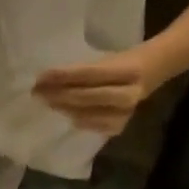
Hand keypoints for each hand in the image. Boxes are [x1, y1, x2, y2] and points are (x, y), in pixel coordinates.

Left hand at [31, 47, 159, 135]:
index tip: (41, 76)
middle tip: (37, 92)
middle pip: (85, 97)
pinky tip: (66, 116)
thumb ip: (81, 71)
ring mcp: (125, 113)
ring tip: (46, 102)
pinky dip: (77, 120)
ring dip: (63, 108)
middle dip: (58, 94)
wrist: (152, 72)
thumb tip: (45, 80)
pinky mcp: (120, 127)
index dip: (63, 76)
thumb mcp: (107, 60)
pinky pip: (92, 126)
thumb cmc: (122, 63)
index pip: (88, 74)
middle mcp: (128, 94)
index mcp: (129, 69)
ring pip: (86, 113)